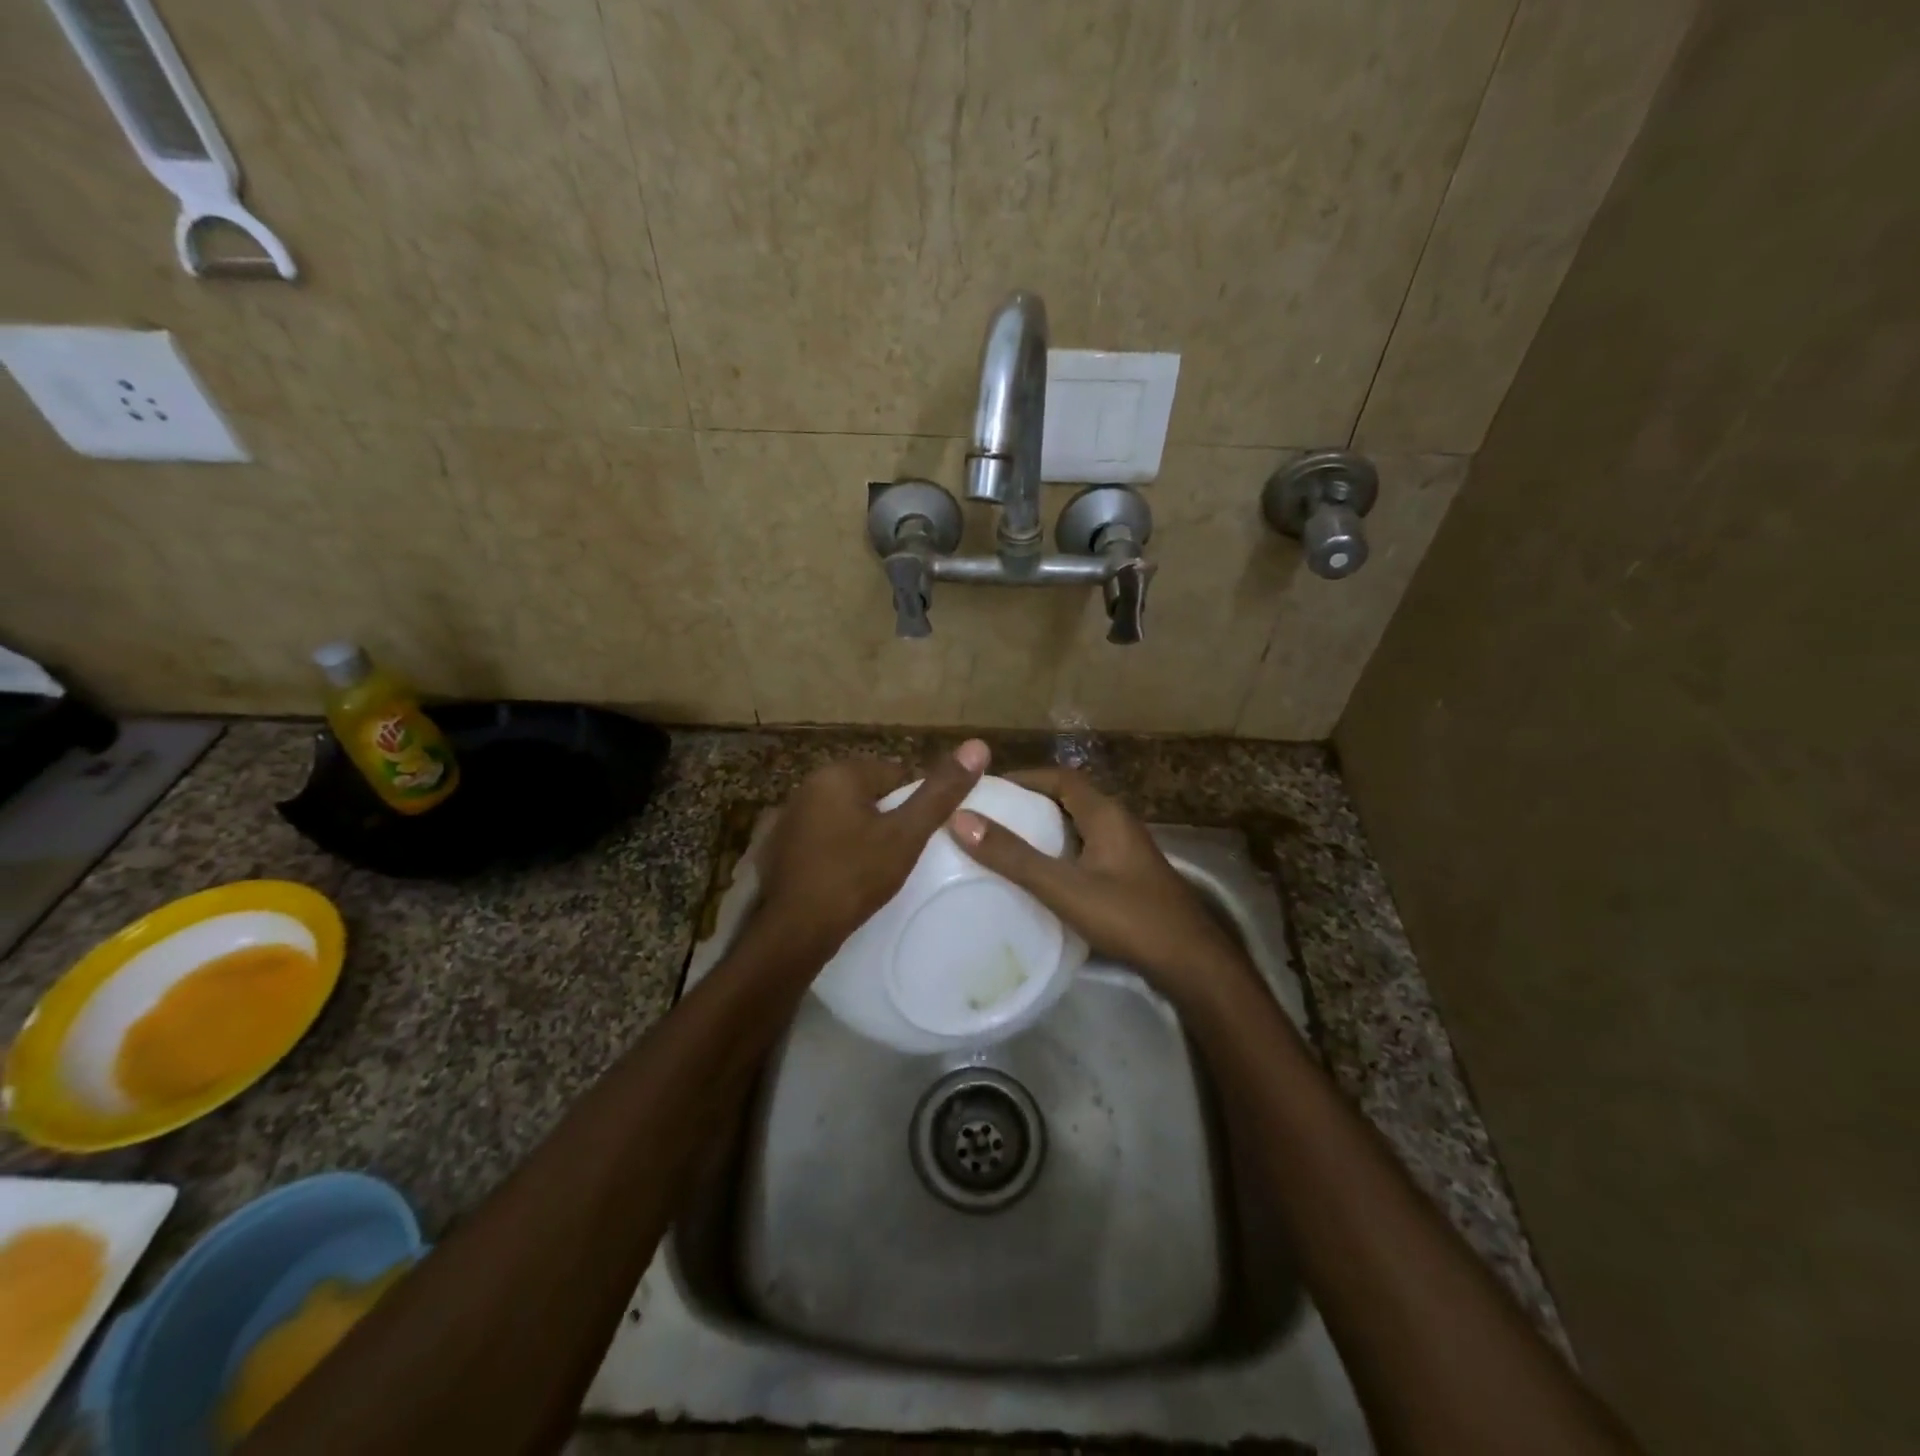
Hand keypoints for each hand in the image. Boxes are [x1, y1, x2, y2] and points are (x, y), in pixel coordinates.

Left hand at [758, 739, 991, 953]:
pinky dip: (835, 850)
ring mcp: (786, 817)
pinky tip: (844, 877)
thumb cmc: (854, 877)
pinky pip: (821, 838)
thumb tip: (978, 746)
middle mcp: (807, 786)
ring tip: (876, 869)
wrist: (793, 932)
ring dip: (860, 834)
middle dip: (887, 818)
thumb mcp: (906, 836)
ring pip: (843, 816)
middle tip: (900, 855)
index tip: (919, 836)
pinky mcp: (776, 846)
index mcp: (838, 774)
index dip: (914, 804)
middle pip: (868, 793)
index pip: (895, 774)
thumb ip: (940, 793)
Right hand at [949, 766, 1248, 1004]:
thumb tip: (961, 819)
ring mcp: (1126, 852)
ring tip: (1004, 845)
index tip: (987, 789)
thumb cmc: (1129, 916)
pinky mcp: (1128, 878)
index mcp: (1106, 814)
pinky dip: (1058, 855)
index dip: (1023, 777)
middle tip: (989, 818)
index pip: (1060, 777)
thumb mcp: (1064, 886)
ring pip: (1077, 828)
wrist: (1191, 963)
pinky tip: (1039, 878)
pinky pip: (1085, 852)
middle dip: (1029, 804)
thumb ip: (1014, 856)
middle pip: (1068, 800)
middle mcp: (1118, 824)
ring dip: (1044, 830)